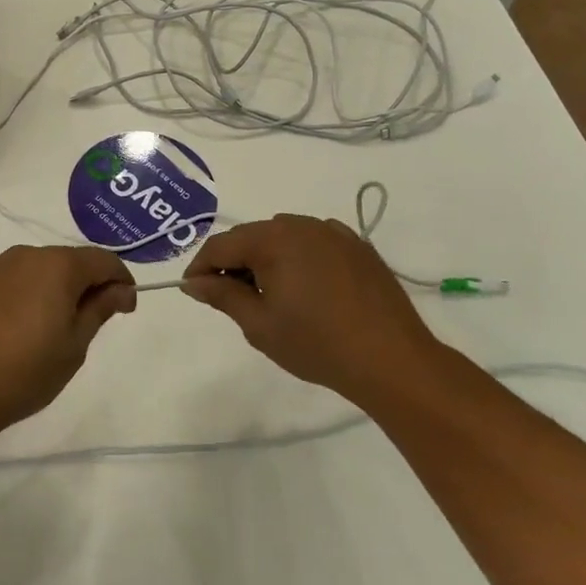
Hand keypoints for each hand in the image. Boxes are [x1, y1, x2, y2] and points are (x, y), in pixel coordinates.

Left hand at [0, 245, 135, 448]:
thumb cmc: (22, 374)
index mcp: (57, 266)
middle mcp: (24, 255)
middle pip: (67, 261)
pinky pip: (4, 281)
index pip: (102, 260)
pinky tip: (10, 329)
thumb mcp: (73, 347)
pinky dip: (17, 296)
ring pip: (33, 270)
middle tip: (86, 323)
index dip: (120, 280)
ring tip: (44, 329)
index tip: (125, 308)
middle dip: (84, 284)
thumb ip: (99, 309)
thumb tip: (121, 290)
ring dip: (48, 289)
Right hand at [183, 215, 446, 406]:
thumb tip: (194, 282)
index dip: (201, 267)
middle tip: (230, 298)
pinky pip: (315, 242)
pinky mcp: (358, 246)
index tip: (194, 291)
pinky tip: (306, 288)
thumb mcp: (260, 325)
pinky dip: (300, 258)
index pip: (221, 245)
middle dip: (234, 262)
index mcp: (273, 240)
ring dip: (267, 258)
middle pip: (252, 236)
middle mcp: (301, 225)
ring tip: (269, 295)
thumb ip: (223, 296)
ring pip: (284, 236)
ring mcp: (334, 232)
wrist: (391, 359)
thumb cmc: (317, 344)